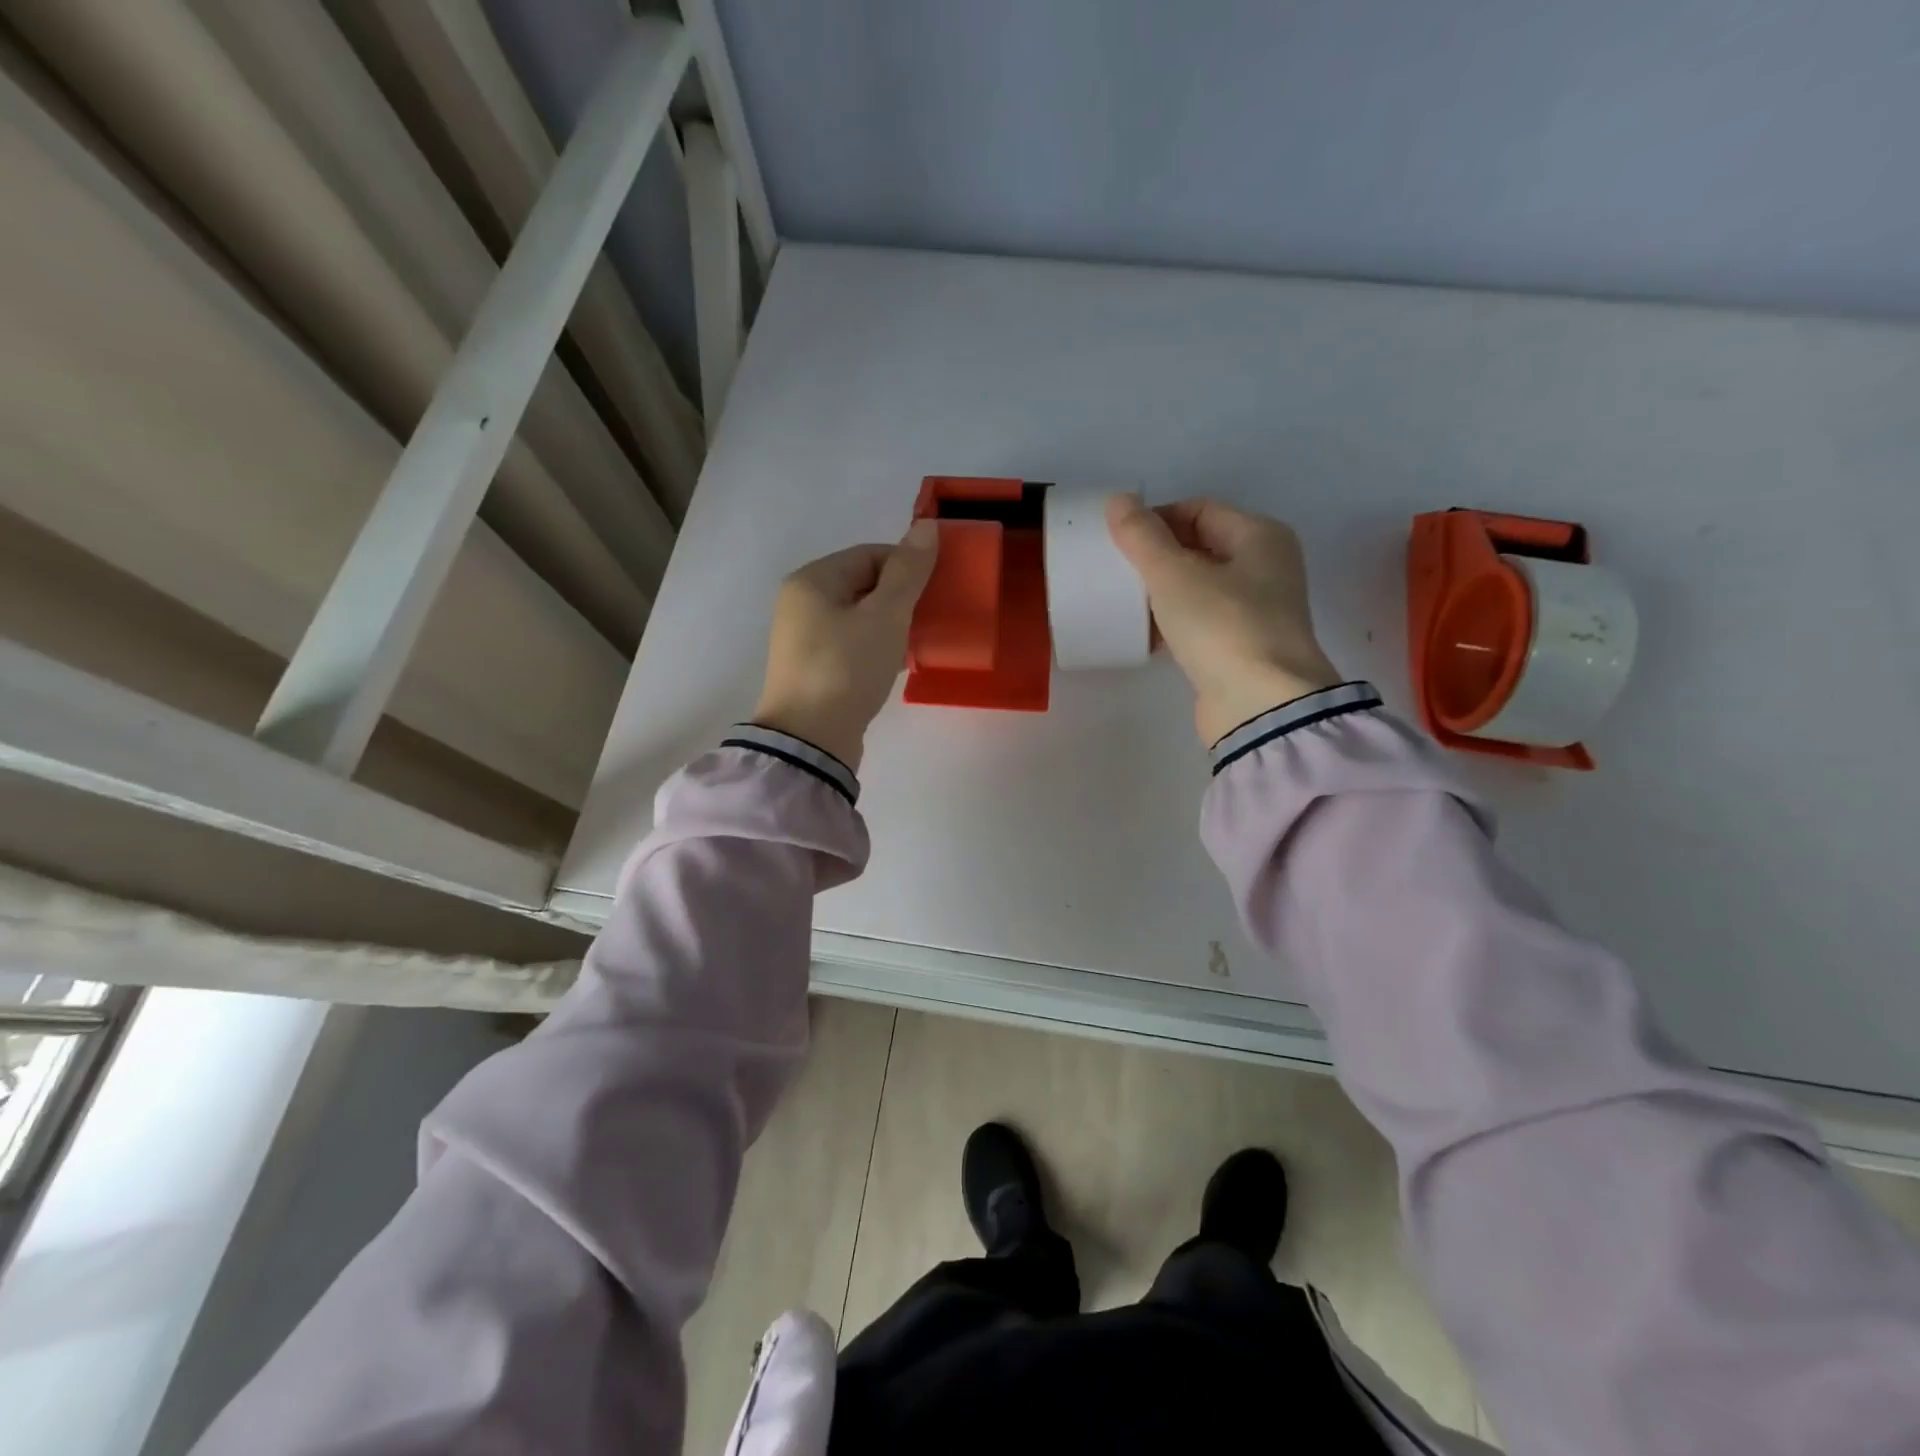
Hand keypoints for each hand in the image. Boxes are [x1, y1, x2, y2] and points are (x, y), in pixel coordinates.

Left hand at [752, 521, 938, 769]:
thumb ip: (908, 571)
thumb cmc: (847, 668)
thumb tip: (926, 525)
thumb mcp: (885, 615)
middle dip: (902, 597)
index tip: (939, 588)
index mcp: (813, 580)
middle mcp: (802, 603)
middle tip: (934, 616)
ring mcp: (805, 639)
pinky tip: (899, 663)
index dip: (908, 566)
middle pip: (864, 585)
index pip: (870, 555)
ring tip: (921, 640)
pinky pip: (852, 644)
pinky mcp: (814, 669)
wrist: (811, 740)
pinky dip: (877, 647)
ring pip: (860, 617)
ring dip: (892, 624)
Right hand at [1106, 495, 1341, 745]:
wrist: (1260, 704)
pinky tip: (1146, 635)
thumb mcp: (1174, 574)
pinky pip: (1200, 622)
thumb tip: (1118, 500)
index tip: (1119, 542)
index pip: (1198, 509)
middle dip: (1157, 557)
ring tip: (1126, 603)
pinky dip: (1174, 623)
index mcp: (1260, 536)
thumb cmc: (1222, 626)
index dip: (1157, 519)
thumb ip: (1142, 536)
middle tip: (1118, 572)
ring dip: (1162, 592)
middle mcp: (1265, 567)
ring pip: (1198, 587)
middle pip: (1200, 547)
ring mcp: (1256, 610)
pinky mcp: (1242, 647)